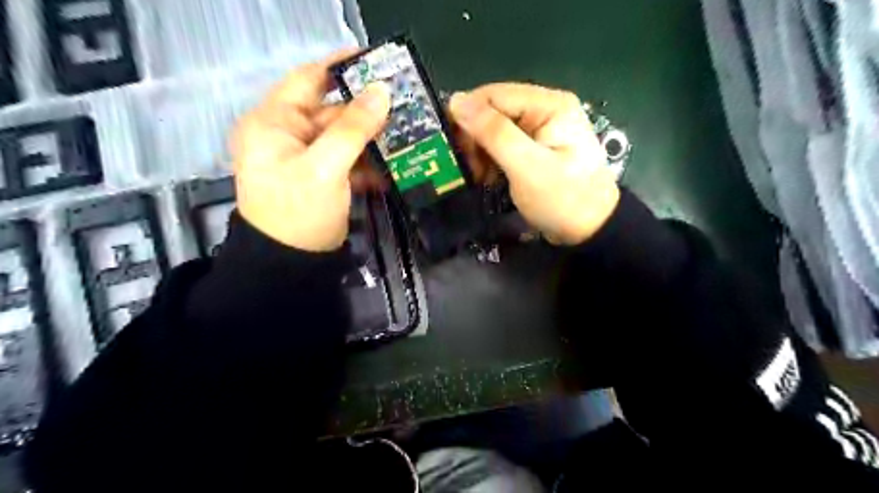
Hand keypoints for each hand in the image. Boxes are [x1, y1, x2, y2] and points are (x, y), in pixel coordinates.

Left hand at [230, 51, 389, 248]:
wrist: (291, 265)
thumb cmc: (299, 212)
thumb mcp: (325, 167)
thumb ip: (353, 128)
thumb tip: (382, 91)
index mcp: (274, 122)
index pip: (308, 79)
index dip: (340, 66)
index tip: (376, 60)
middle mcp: (287, 134)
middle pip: (331, 110)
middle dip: (366, 109)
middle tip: (403, 103)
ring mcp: (306, 158)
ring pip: (344, 136)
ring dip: (372, 138)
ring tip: (405, 133)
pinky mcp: (321, 178)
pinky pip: (347, 160)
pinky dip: (367, 162)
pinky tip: (391, 167)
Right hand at [452, 84, 616, 245]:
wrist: (591, 231)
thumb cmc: (563, 199)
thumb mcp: (527, 167)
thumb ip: (493, 133)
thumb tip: (457, 101)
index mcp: (548, 104)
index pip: (493, 95)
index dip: (468, 118)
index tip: (457, 150)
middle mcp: (545, 108)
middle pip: (493, 110)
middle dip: (475, 139)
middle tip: (472, 169)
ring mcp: (541, 129)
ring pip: (495, 129)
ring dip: (481, 152)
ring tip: (482, 177)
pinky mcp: (536, 148)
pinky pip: (503, 144)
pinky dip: (492, 160)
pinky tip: (491, 177)